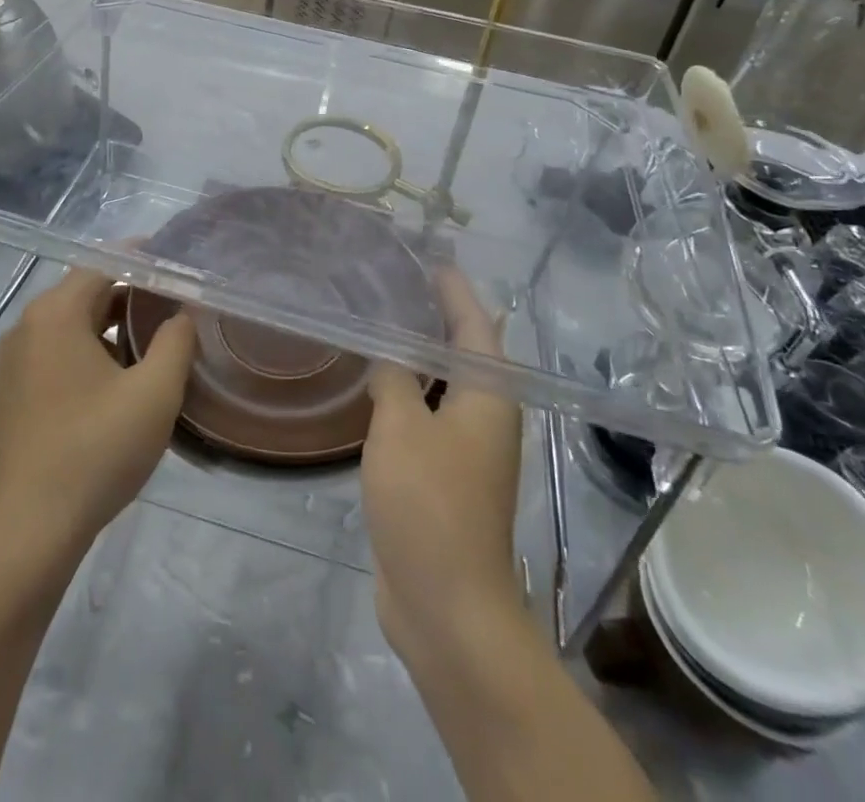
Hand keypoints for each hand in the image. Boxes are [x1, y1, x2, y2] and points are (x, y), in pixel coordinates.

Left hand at [0, 268, 197, 563]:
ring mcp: (14, 361)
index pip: (104, 263)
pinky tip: (120, 375)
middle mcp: (27, 326)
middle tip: (176, 303)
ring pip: (72, 323)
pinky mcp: (13, 390)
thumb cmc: (97, 450)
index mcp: (55, 314)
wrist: (31, 530)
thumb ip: (176, 340)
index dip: (144, 259)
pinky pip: (57, 350)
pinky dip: (90, 348)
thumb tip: (180, 315)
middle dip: (132, 293)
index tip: (179, 264)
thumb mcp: (154, 392)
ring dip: (112, 324)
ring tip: (156, 339)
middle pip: (86, 291)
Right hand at [361, 268, 522, 664]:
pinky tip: (375, 384)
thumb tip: (389, 358)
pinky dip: (406, 392)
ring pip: (442, 386)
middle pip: (463, 352)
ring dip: (417, 356)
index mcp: (489, 397)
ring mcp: (466, 450)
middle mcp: (485, 417)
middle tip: (395, 283)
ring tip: (380, 323)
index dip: (454, 290)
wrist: (446, 605)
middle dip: (434, 316)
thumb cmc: (429, 503)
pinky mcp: (443, 477)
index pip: (474, 325)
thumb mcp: (402, 427)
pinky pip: (426, 417)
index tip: (430, 259)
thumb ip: (394, 379)